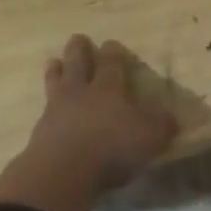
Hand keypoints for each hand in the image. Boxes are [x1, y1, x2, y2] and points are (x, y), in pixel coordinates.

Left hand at [0, 36, 178, 210]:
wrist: (62, 172)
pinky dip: (47, 105)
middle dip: (78, 50)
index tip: (110, 43)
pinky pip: (44, 110)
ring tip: (54, 62)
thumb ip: (161, 125)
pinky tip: (47, 107)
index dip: (112, 52)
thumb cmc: (112, 147)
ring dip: (55, 71)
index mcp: (108, 88)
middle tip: (77, 38)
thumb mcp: (150, 137)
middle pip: (77, 64)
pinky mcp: (40, 132)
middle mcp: (81, 93)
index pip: (110, 63)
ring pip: (55, 82)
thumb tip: (170, 117)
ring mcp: (56, 110)